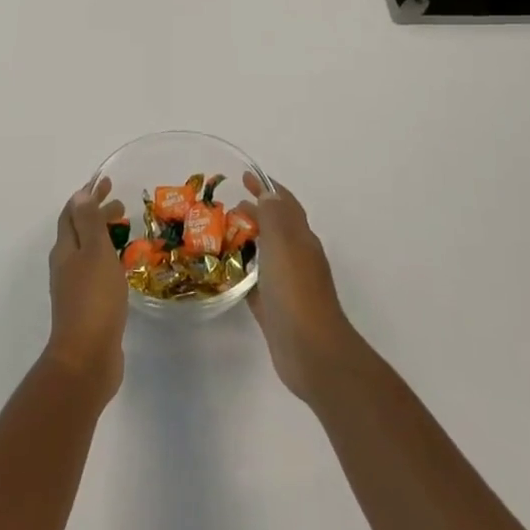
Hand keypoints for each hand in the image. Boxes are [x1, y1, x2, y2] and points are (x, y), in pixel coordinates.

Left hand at [45, 176, 128, 404]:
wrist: (87, 357)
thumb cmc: (93, 299)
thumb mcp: (94, 253)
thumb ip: (88, 223)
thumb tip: (80, 194)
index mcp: (65, 250)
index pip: (72, 214)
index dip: (87, 196)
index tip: (107, 182)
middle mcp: (65, 265)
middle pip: (78, 232)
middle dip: (97, 214)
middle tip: (122, 206)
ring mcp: (73, 288)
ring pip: (87, 252)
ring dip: (103, 236)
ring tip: (125, 232)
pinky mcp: (86, 307)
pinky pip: (96, 272)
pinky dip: (107, 259)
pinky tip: (122, 268)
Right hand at [234, 173, 356, 403]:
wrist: (312, 352)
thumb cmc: (296, 292)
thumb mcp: (284, 245)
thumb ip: (274, 217)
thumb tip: (269, 194)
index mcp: (302, 239)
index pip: (285, 204)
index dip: (267, 187)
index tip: (244, 176)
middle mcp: (298, 258)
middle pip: (275, 227)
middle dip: (254, 213)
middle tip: (223, 209)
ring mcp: (288, 285)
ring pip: (265, 254)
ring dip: (246, 242)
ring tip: (217, 237)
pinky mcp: (276, 309)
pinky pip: (256, 283)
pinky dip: (243, 273)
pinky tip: (224, 274)